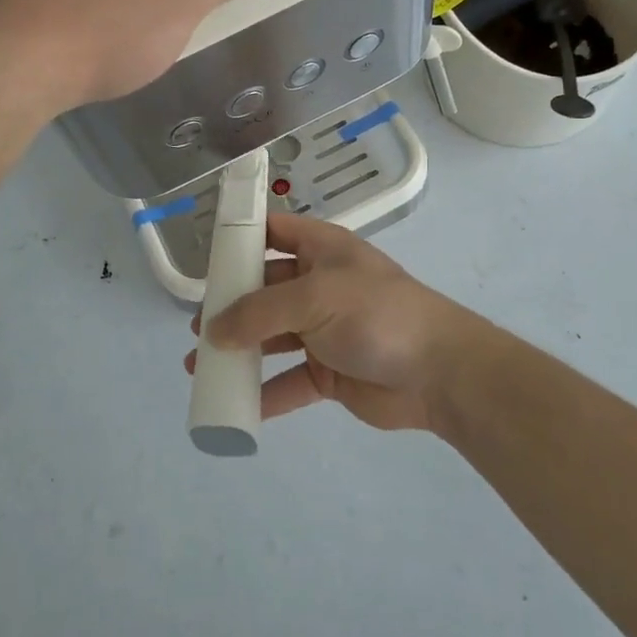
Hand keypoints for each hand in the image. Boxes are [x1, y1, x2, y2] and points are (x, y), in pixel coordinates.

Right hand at [186, 213, 484, 432]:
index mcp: (322, 250)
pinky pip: (288, 381)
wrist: (439, 372)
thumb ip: (259, 313)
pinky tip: (235, 405)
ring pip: (272, 338)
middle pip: (265, 289)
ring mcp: (325, 331)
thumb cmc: (376, 315)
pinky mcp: (330, 372)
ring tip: (199, 366)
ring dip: (239, 351)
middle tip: (198, 326)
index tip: (206, 258)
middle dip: (231, 306)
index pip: (274, 232)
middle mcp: (319, 286)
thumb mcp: (314, 299)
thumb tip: (212, 331)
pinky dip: (264, 393)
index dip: (241, 239)